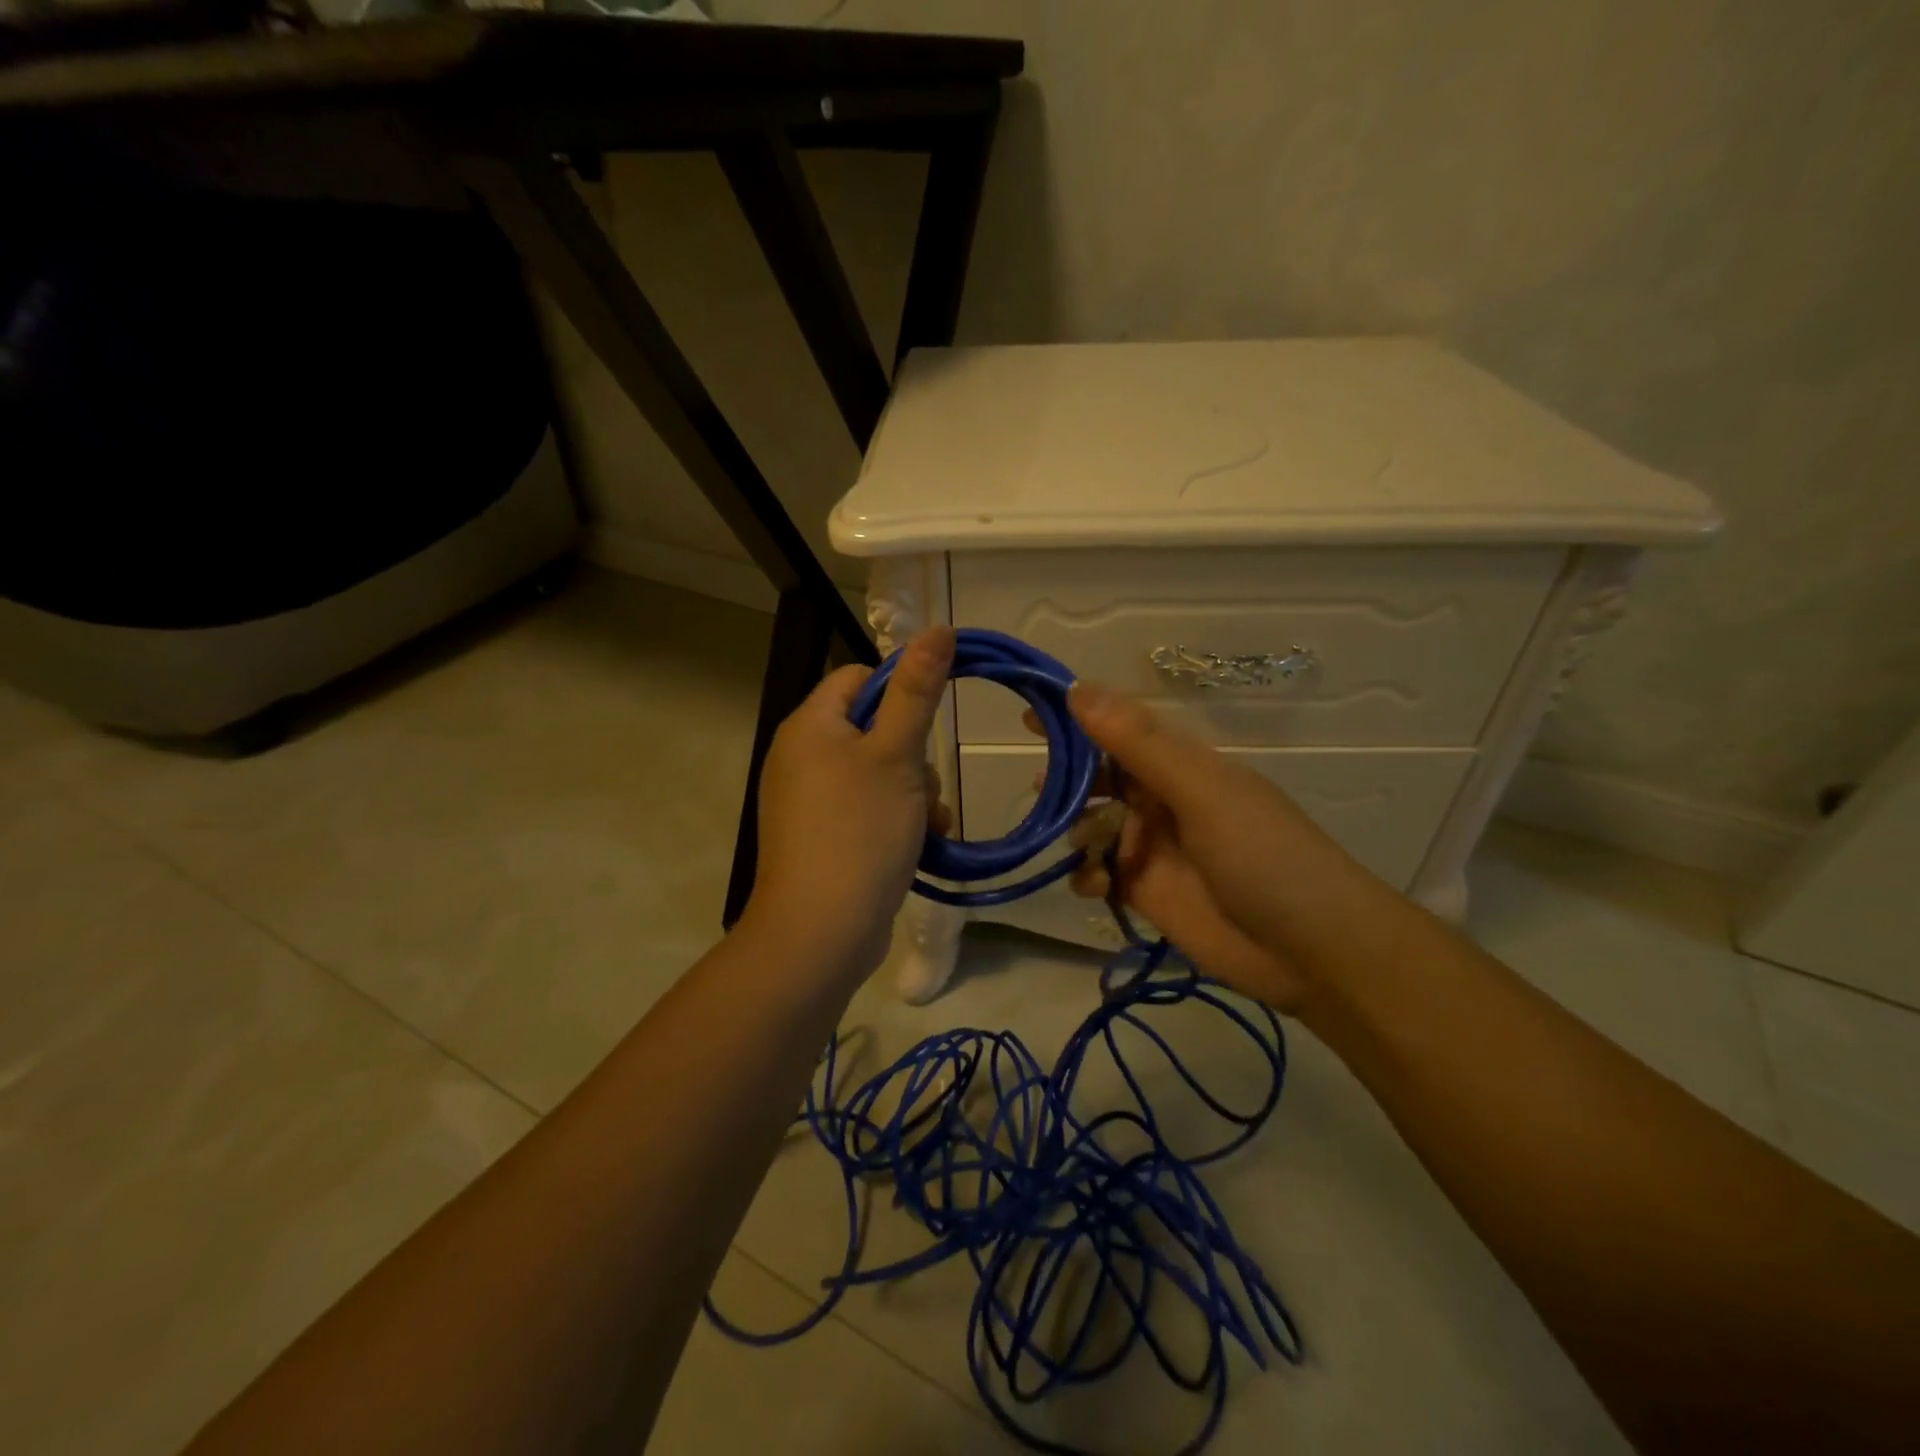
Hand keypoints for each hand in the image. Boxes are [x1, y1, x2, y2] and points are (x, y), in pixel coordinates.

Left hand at [743, 627, 954, 982]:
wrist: (822, 930)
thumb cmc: (860, 830)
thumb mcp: (897, 754)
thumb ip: (917, 691)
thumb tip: (938, 628)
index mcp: (810, 726)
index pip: (858, 677)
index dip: (900, 690)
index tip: (929, 721)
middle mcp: (801, 757)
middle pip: (871, 727)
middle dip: (912, 754)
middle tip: (925, 786)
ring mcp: (809, 801)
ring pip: (877, 772)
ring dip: (913, 791)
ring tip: (927, 824)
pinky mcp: (822, 836)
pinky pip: (867, 808)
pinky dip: (896, 818)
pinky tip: (921, 844)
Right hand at [1045, 682, 1391, 1011]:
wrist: (1314, 951)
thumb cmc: (1264, 856)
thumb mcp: (1202, 791)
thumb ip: (1139, 744)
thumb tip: (1079, 688)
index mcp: (1181, 766)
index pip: (1118, 731)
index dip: (1076, 721)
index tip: (1030, 715)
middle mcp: (1163, 801)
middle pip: (1100, 779)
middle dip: (1068, 782)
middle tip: (1040, 790)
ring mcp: (1153, 849)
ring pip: (1093, 827)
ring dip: (1077, 831)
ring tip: (1083, 846)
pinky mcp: (1146, 893)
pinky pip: (1099, 874)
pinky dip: (1087, 875)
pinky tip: (1094, 884)